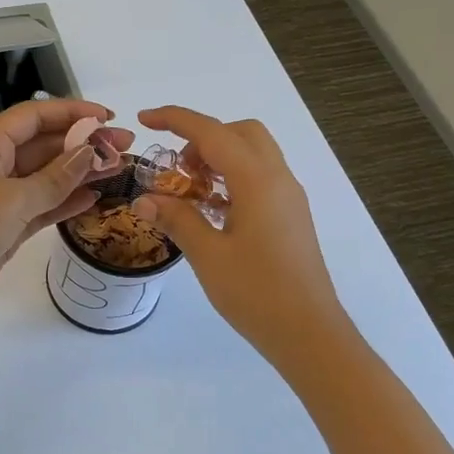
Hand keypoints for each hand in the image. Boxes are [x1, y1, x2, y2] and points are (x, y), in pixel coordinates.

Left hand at [0, 99, 134, 316]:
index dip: (71, 112)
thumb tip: (89, 153)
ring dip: (80, 173)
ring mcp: (2, 197)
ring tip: (118, 170)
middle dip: (83, 144)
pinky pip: (43, 205)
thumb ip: (55, 178)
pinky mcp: (7, 225)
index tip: (107, 118)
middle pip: (45, 145)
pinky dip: (67, 201)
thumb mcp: (13, 197)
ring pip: (48, 177)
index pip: (34, 116)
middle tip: (124, 147)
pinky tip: (94, 198)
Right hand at [134, 106, 346, 362]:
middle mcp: (278, 179)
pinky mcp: (290, 216)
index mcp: (257, 181)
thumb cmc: (257, 293)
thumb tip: (144, 198)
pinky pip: (260, 178)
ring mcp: (288, 197)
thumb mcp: (207, 255)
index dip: (176, 119)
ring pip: (253, 154)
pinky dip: (232, 179)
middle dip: (203, 138)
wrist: (309, 333)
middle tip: (176, 169)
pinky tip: (211, 210)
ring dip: (218, 158)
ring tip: (189, 192)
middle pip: (240, 133)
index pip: (212, 132)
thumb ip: (177, 219)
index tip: (145, 119)